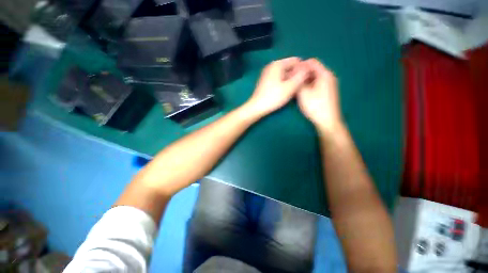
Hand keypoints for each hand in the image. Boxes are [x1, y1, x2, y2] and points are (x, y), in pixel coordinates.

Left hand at [246, 57, 307, 116]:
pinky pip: (279, 79)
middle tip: (303, 84)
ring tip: (296, 88)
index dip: (303, 68)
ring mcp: (268, 74)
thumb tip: (308, 68)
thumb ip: (301, 76)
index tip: (308, 78)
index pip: (296, 60)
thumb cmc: (274, 97)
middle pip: (289, 67)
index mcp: (277, 64)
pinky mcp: (266, 82)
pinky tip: (287, 90)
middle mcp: (272, 66)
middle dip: (297, 74)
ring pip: (284, 74)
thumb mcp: (290, 86)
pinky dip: (284, 82)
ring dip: (291, 79)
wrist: (257, 107)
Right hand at [297, 58, 342, 133]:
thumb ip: (298, 80)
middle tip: (292, 80)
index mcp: (324, 74)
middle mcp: (329, 76)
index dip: (300, 65)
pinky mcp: (328, 91)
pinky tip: (303, 92)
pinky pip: (317, 83)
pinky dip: (309, 85)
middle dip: (302, 73)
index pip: (311, 62)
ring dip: (304, 80)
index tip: (291, 72)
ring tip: (295, 87)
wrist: (327, 121)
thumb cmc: (315, 106)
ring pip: (314, 77)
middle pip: (313, 69)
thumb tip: (295, 72)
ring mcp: (329, 84)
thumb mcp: (303, 93)